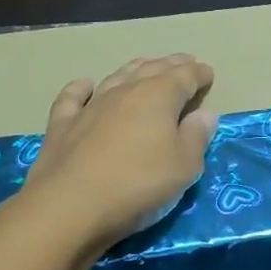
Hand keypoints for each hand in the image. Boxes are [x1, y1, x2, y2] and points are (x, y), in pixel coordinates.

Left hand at [21, 54, 217, 255]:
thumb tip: (205, 114)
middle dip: (171, 65)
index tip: (207, 72)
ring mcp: (90, 106)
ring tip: (146, 67)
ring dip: (135, 69)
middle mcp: (125, 92)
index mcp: (158, 97)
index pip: (184, 76)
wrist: (70, 206)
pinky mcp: (63, 124)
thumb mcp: (184, 167)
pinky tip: (86, 84)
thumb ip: (197, 137)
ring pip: (117, 77)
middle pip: (152, 70)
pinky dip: (81, 88)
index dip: (198, 73)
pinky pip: (73, 97)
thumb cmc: (138, 184)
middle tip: (184, 62)